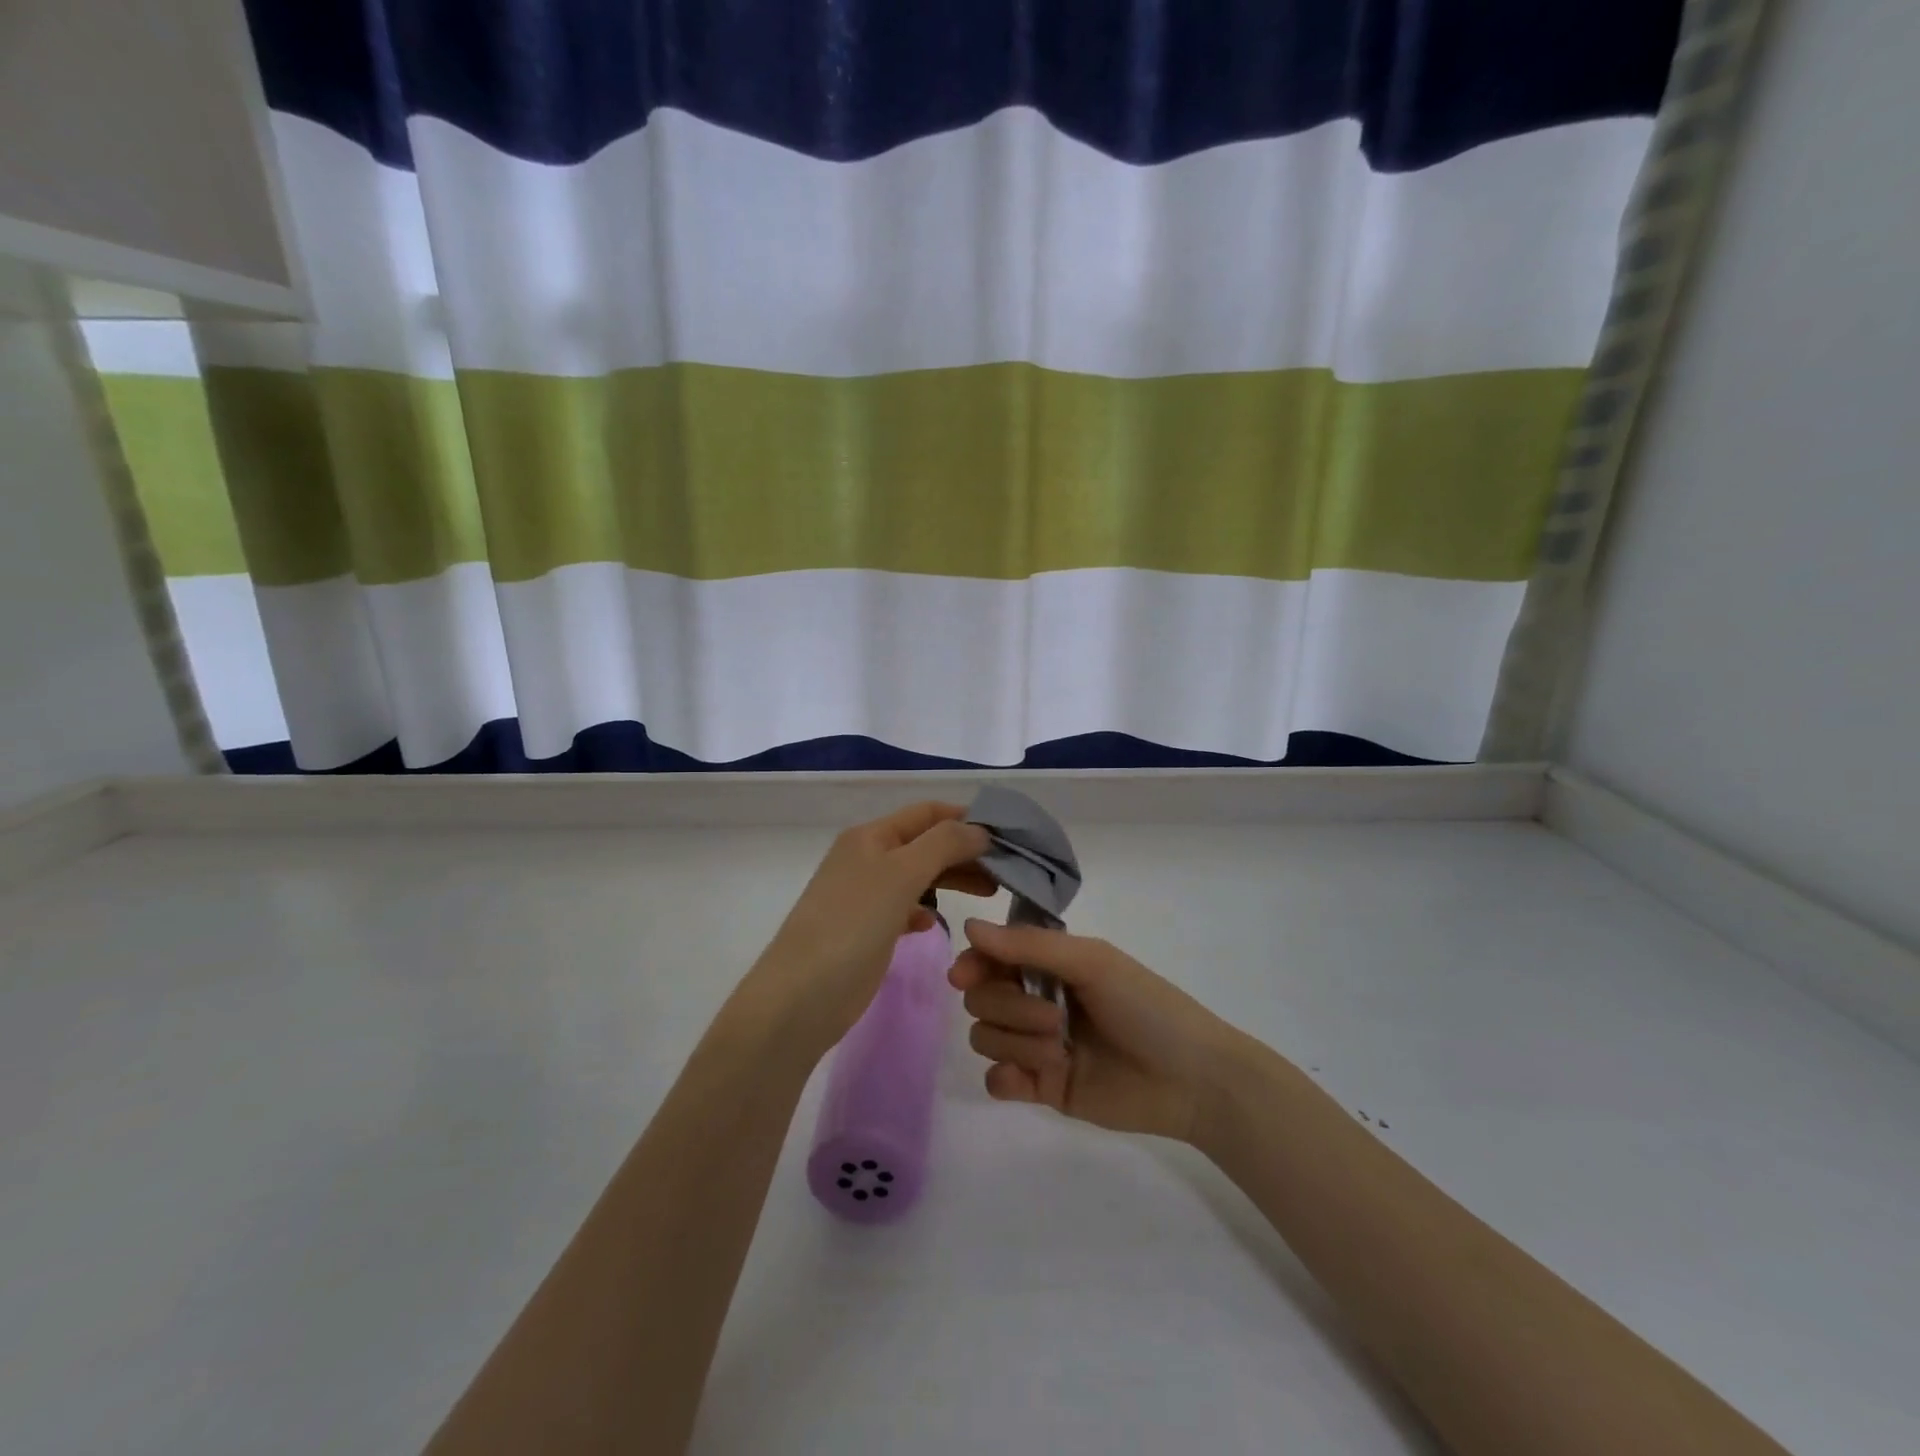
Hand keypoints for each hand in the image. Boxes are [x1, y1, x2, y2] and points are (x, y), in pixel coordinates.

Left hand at [740, 803, 994, 1058]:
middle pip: (926, 843)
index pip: (928, 813)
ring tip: (989, 894)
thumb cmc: (852, 925)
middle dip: (965, 851)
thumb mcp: (901, 874)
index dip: (967, 818)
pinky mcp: (865, 931)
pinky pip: (903, 908)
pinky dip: (925, 909)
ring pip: (918, 876)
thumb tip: (980, 829)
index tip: (1009, 835)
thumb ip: (944, 844)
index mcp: (871, 836)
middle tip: (1007, 871)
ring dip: (952, 879)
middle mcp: (866, 858)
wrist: (800, 997)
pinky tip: (935, 924)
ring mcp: (864, 896)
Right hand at [950, 920, 1242, 1142]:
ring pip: (986, 1037)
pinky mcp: (1042, 1087)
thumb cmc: (1145, 1007)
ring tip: (1062, 1052)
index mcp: (1050, 965)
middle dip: (1010, 1008)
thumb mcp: (1091, 962)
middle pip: (982, 999)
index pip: (991, 956)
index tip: (964, 976)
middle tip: (1056, 1020)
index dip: (974, 964)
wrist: (1190, 1079)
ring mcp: (1037, 1045)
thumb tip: (969, 926)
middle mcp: (1037, 999)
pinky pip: (996, 1080)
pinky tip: (1030, 1081)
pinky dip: (1006, 1078)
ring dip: (1017, 1043)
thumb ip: (1028, 945)